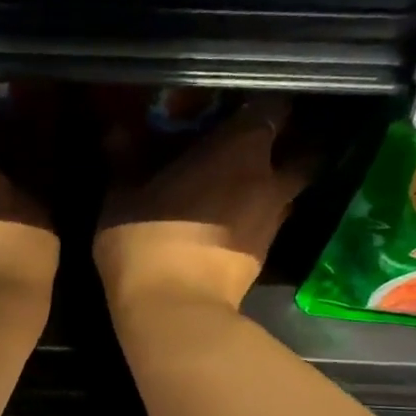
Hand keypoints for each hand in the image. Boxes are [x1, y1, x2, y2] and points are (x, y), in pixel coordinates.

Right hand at [94, 96, 311, 313]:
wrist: (173, 310)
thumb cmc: (146, 240)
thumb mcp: (122, 197)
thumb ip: (126, 159)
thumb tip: (116, 130)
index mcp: (241, 148)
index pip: (273, 106)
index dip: (259, 105)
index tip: (236, 110)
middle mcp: (270, 179)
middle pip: (299, 151)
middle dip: (284, 148)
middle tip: (252, 151)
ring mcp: (272, 222)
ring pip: (286, 192)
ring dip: (271, 188)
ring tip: (240, 191)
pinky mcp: (264, 258)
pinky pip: (267, 225)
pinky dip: (255, 221)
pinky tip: (229, 226)